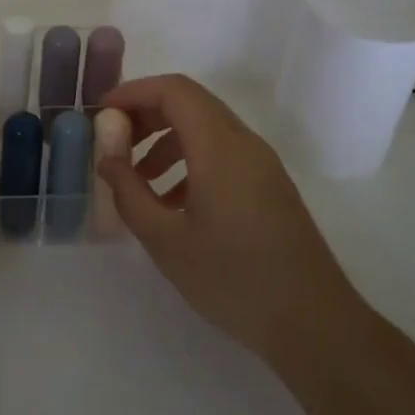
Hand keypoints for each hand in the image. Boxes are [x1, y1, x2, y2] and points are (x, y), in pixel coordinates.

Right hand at [99, 74, 362, 365]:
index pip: (174, 91)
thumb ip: (130, 194)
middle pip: (190, 103)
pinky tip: (171, 203)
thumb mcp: (167, 241)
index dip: (134, 91)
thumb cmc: (233, 280)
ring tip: (136, 178)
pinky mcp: (268, 185)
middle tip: (113, 142)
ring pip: (206, 129)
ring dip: (166, 141)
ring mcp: (261, 164)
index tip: (101, 112)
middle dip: (146, 114)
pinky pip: (222, 154)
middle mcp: (244, 143)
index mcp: (220, 147)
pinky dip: (189, 161)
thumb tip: (107, 160)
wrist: (313, 323)